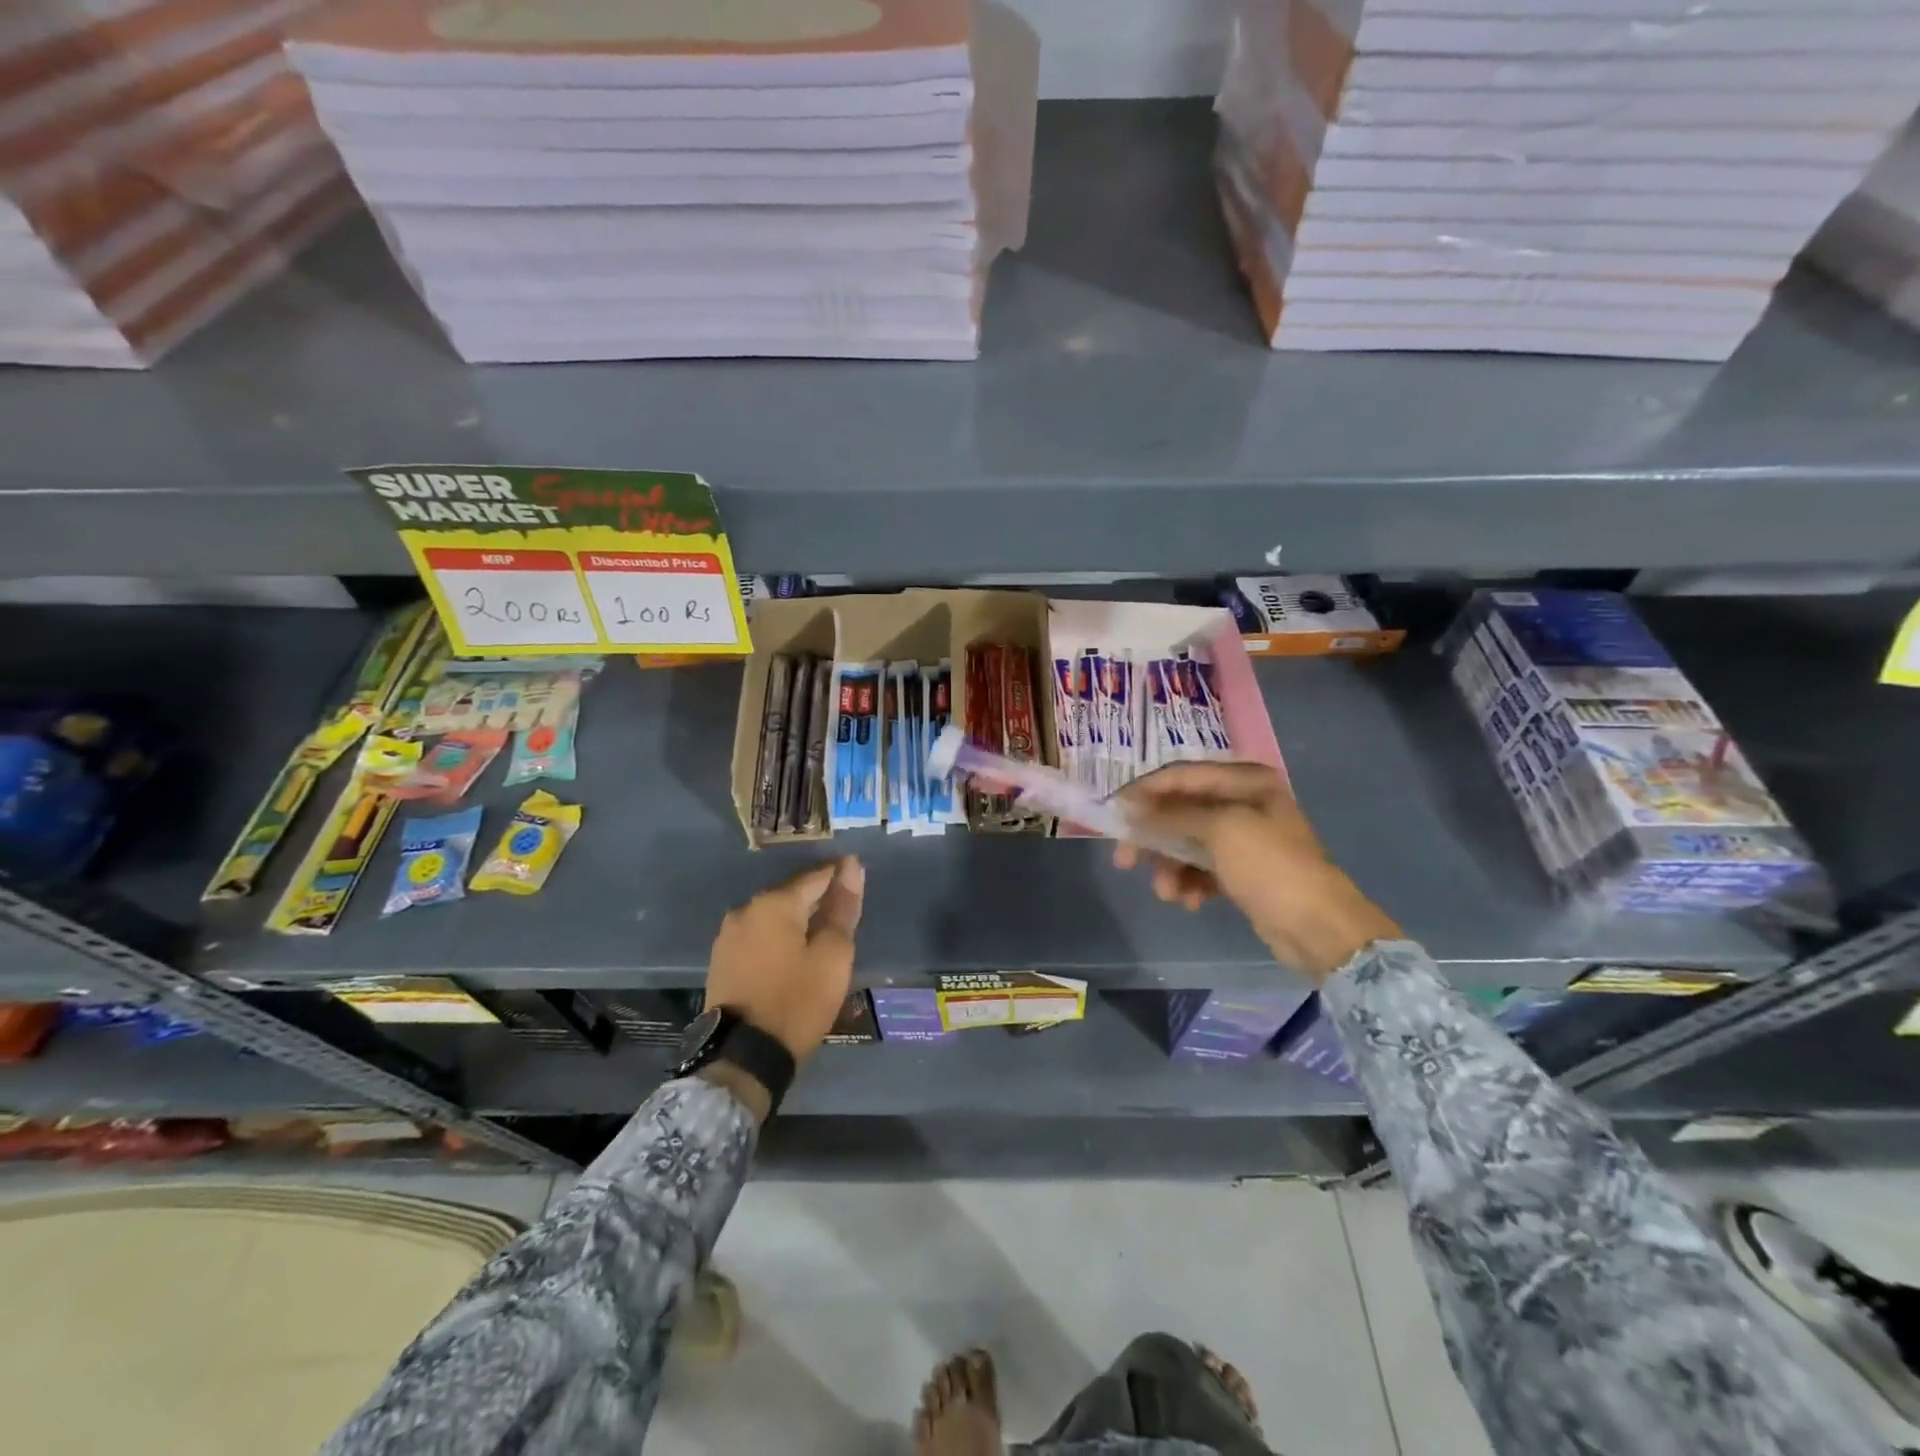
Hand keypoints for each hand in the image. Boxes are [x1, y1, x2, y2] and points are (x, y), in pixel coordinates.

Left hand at [706, 856, 863, 1064]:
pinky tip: (793, 951)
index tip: (859, 876)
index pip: (816, 875)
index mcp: (775, 903)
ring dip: (797, 918)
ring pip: (773, 915)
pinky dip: (778, 937)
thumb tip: (852, 868)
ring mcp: (728, 934)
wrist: (743, 1057)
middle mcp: (746, 909)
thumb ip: (843, 908)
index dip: (840, 874)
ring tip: (821, 934)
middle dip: (818, 897)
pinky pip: (758, 935)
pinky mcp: (721, 959)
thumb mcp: (832, 956)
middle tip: (844, 910)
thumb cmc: (797, 1001)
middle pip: (792, 893)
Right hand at [1112, 762, 1398, 982]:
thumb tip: (1129, 807)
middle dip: (1154, 837)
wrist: (1318, 928)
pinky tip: (1189, 901)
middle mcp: (1244, 802)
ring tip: (1167, 893)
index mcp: (1246, 781)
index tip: (1114, 813)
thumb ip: (1171, 815)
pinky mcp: (1242, 871)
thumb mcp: (1220, 831)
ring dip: (1170, 867)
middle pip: (1181, 811)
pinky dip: (1189, 883)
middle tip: (1125, 861)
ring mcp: (1243, 838)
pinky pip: (1201, 868)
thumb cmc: (1271, 867)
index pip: (1182, 776)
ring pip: (1187, 843)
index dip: (1146, 792)